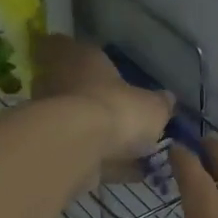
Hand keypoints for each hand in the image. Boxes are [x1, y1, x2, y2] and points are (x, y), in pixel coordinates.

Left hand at [32, 34, 173, 166]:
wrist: (80, 148)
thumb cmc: (117, 109)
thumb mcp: (153, 106)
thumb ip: (159, 103)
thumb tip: (167, 100)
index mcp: (79, 58)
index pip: (63, 44)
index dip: (74, 53)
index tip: (90, 66)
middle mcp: (57, 83)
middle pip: (71, 86)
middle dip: (92, 99)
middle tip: (120, 112)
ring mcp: (51, 117)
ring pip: (77, 122)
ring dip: (99, 134)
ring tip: (134, 150)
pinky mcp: (53, 149)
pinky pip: (85, 153)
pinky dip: (106, 162)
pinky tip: (132, 173)